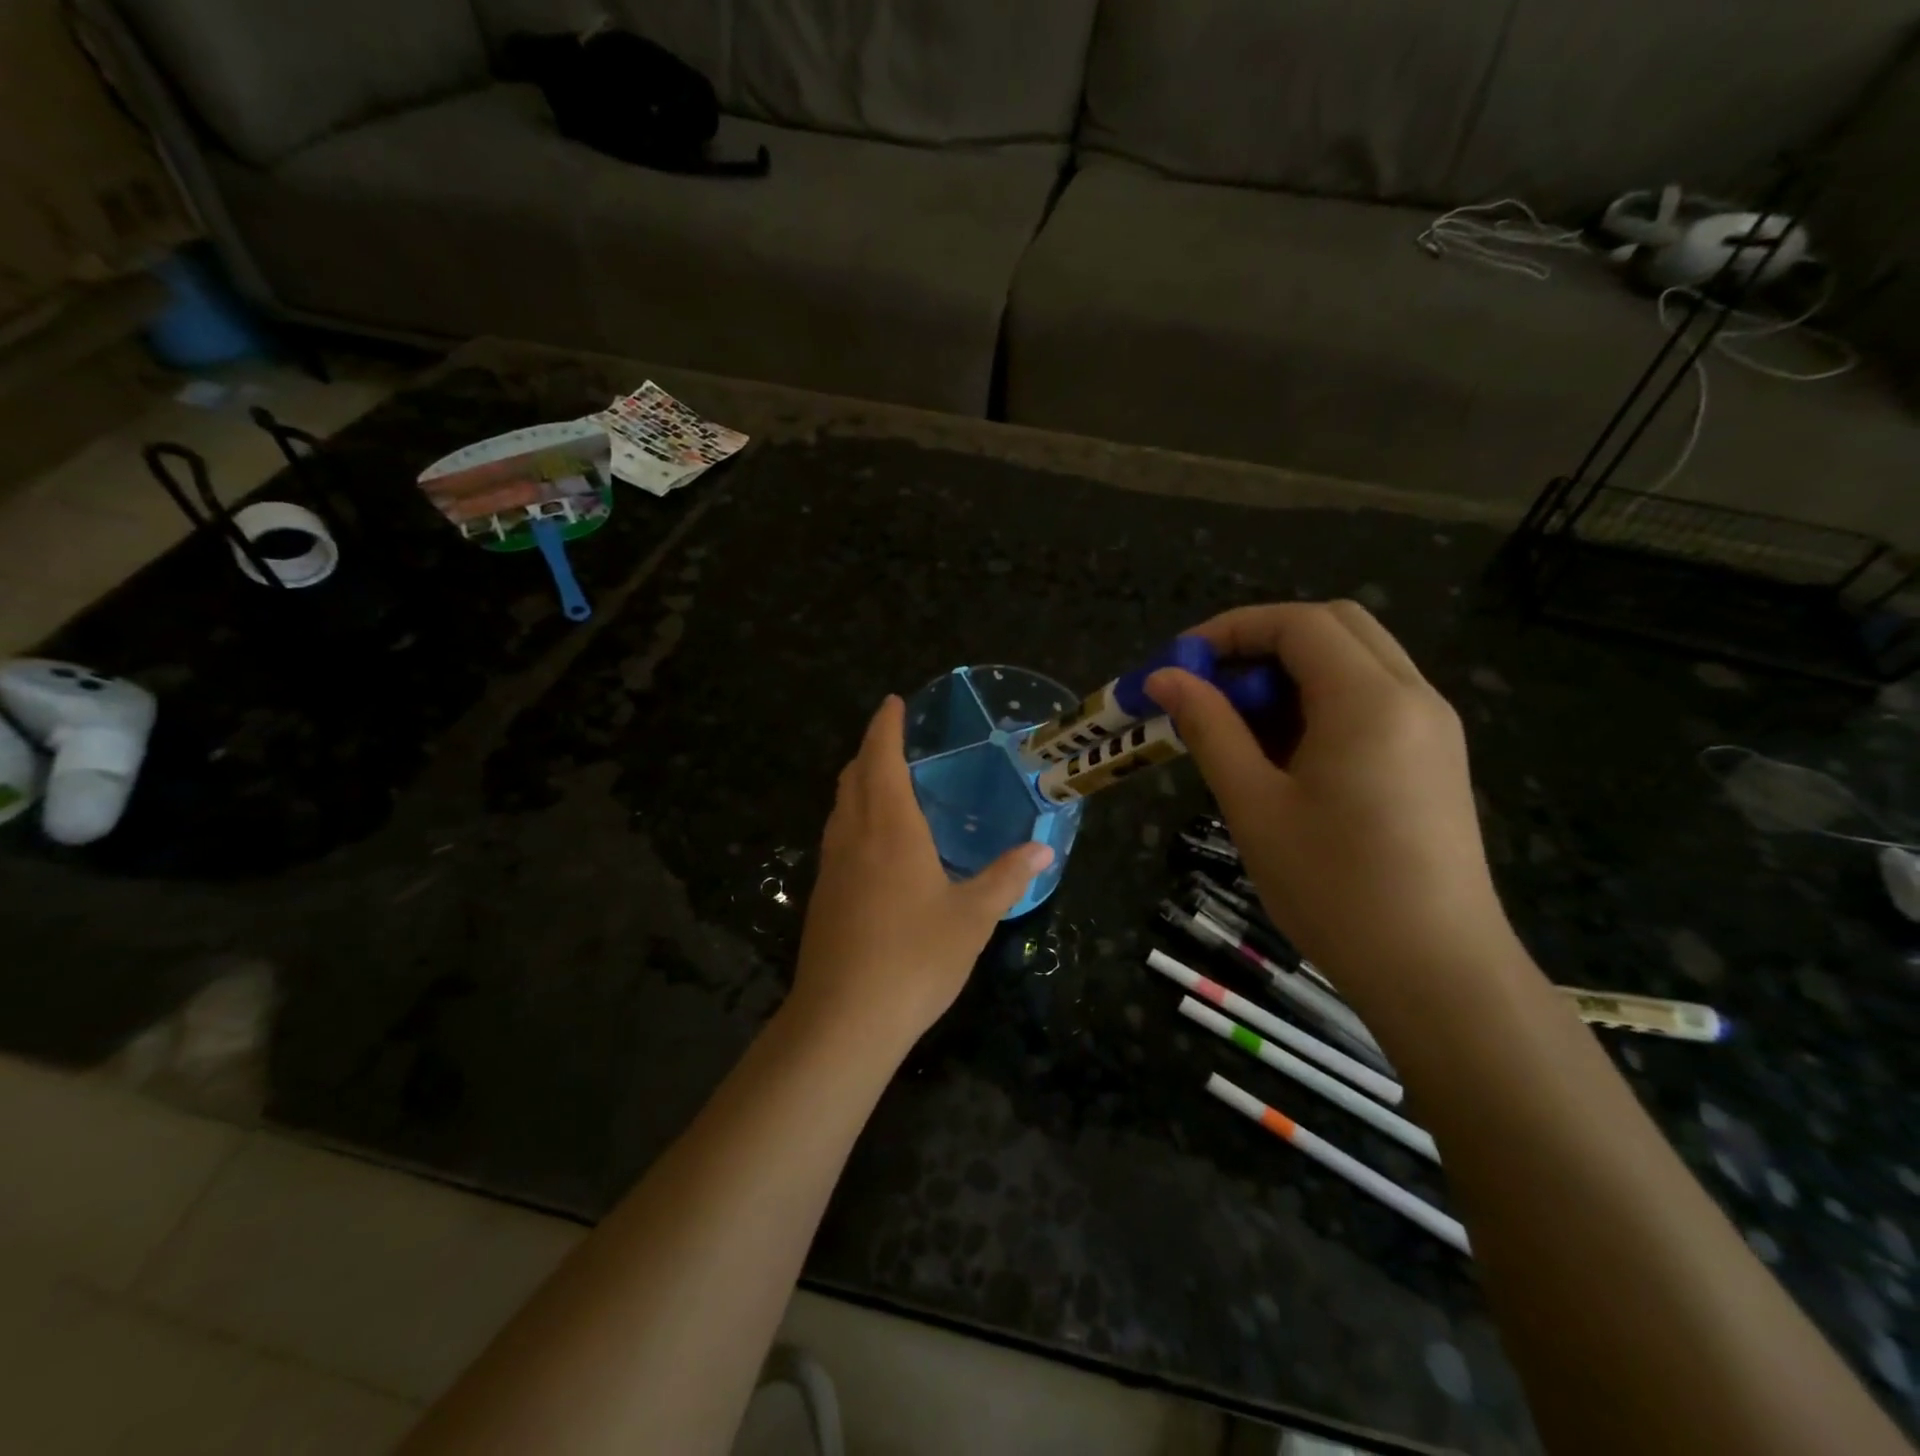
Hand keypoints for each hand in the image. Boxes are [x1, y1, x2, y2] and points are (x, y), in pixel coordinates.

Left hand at [790, 696, 1053, 1048]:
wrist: (844, 1018)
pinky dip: (852, 816)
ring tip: (883, 780)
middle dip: (870, 749)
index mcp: (890, 828)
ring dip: (858, 782)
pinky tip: (872, 842)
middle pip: (854, 776)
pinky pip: (837, 836)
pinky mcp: (822, 895)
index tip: (893, 702)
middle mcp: (854, 835)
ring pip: (840, 806)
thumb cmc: (915, 957)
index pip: (881, 759)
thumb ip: (1007, 878)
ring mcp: (832, 866)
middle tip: (892, 737)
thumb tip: (1043, 849)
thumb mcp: (973, 917)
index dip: (885, 726)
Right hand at [1147, 602, 1507, 996]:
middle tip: (1211, 685)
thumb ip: (1209, 729)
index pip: (1298, 624)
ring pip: (1356, 660)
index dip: (1231, 629)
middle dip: (1263, 642)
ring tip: (1239, 724)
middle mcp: (1412, 696)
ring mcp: (1432, 726)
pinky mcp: (1434, 757)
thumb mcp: (1254, 804)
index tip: (1179, 662)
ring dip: (1292, 672)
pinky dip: (1322, 700)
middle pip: (1335, 627)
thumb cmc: (1333, 888)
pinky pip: (1373, 698)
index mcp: (1369, 701)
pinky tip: (1285, 752)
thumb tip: (1164, 678)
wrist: (1435, 971)